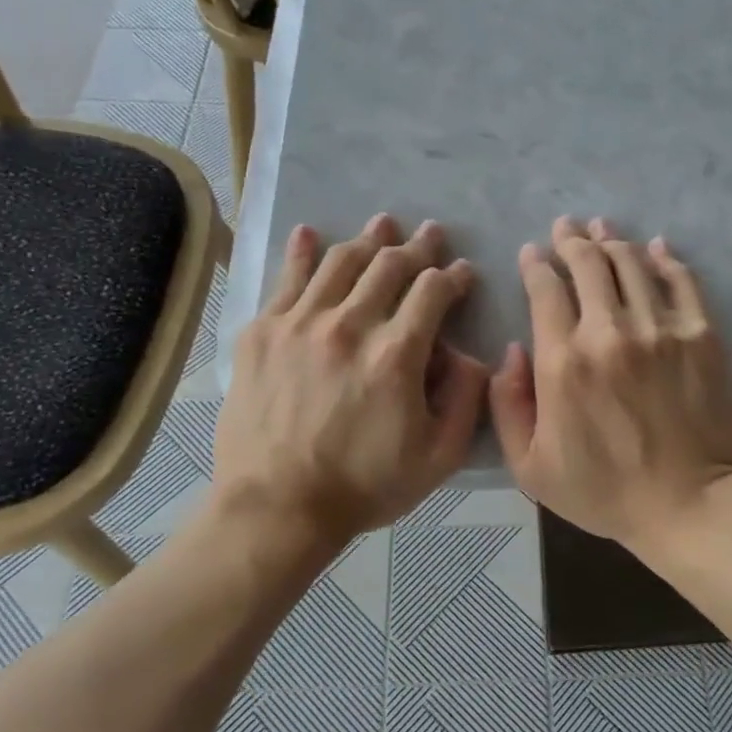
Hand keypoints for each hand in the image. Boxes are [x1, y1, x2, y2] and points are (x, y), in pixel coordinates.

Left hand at [215, 213, 488, 547]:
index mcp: (397, 354)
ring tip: (383, 224)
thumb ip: (466, 399)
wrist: (277, 507)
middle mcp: (350, 325)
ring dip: (368, 239)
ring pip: (341, 262)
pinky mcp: (262, 332)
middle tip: (431, 235)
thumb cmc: (365, 486)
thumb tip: (470, 355)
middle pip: (389, 265)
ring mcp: (300, 324)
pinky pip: (287, 278)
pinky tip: (312, 233)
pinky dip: (303, 251)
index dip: (453, 276)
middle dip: (418, 247)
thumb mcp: (440, 457)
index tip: (463, 273)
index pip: (433, 292)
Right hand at [490, 215, 731, 552]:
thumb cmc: (605, 493)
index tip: (533, 253)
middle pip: (588, 264)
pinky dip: (665, 258)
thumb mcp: (530, 468)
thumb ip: (508, 405)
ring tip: (602, 227)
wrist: (690, 506)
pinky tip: (656, 247)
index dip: (537, 265)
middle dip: (571, 240)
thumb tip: (512, 351)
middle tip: (566, 228)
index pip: (545, 290)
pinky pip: (681, 280)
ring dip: (612, 240)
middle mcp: (609, 332)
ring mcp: (660, 329)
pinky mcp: (702, 335)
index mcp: (563, 363)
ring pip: (631, 263)